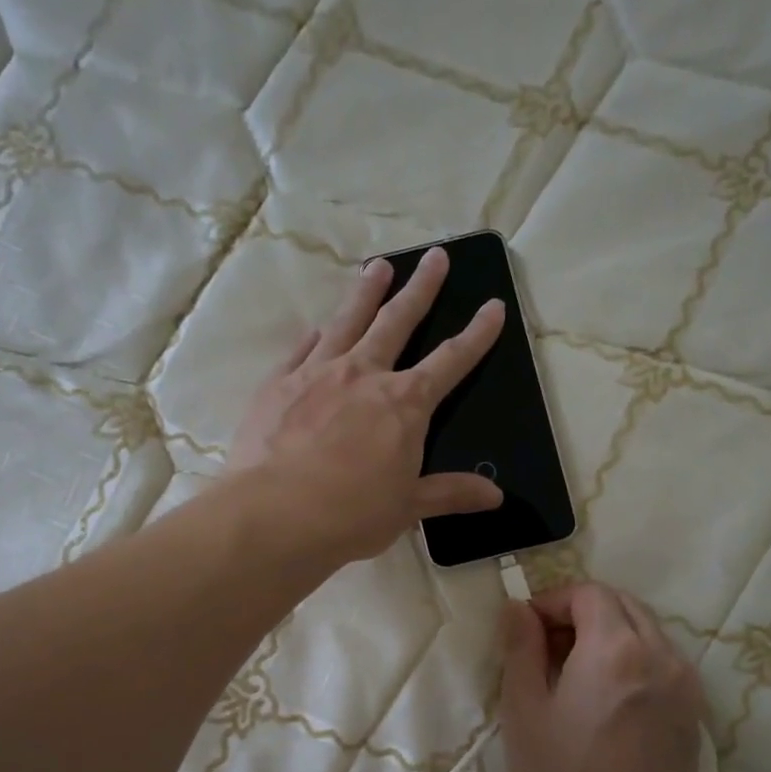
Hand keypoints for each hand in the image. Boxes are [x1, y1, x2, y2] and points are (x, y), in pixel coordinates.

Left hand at [227, 247, 505, 563]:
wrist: (274, 515)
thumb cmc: (350, 515)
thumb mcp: (407, 507)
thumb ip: (450, 493)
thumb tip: (495, 496)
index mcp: (405, 404)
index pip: (451, 361)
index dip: (476, 334)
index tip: (492, 307)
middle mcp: (364, 374)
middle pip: (398, 321)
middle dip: (421, 288)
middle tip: (435, 257)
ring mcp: (318, 373)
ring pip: (348, 320)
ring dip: (367, 291)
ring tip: (378, 266)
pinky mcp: (278, 383)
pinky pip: (301, 348)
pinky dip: (315, 335)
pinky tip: (318, 326)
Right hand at [498, 583, 705, 771]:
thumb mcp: (524, 711)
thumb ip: (521, 647)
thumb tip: (519, 608)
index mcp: (617, 648)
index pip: (588, 593)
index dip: (552, 601)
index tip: (525, 630)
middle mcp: (661, 654)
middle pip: (621, 604)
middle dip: (580, 613)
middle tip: (546, 649)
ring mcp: (685, 683)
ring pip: (644, 630)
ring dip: (607, 634)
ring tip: (573, 675)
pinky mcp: (694, 711)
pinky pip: (661, 660)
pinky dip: (631, 658)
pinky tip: (606, 699)